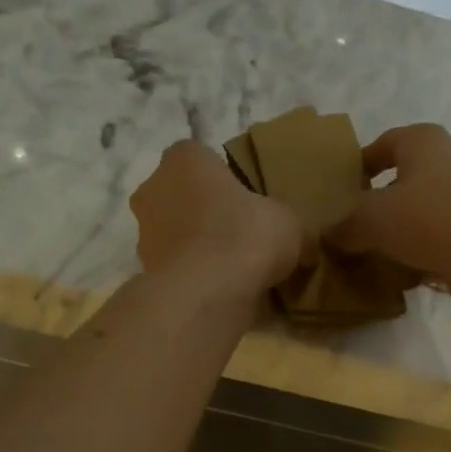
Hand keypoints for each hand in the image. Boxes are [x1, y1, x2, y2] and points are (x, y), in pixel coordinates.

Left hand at [130, 141, 304, 296]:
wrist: (206, 292)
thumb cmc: (246, 236)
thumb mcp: (289, 224)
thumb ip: (291, 227)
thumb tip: (306, 248)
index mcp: (186, 157)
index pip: (204, 159)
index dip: (227, 182)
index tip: (249, 206)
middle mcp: (154, 187)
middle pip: (184, 196)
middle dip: (206, 215)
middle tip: (240, 239)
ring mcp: (143, 232)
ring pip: (176, 234)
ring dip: (196, 248)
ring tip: (230, 273)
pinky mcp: (144, 271)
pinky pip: (175, 269)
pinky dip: (192, 277)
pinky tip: (217, 293)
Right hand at [328, 124, 450, 313]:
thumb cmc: (430, 218)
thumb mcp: (373, 217)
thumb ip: (345, 225)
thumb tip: (327, 235)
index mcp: (422, 144)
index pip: (383, 145)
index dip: (359, 165)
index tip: (337, 191)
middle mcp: (444, 167)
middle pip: (399, 185)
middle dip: (372, 209)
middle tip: (343, 232)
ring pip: (414, 221)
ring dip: (391, 240)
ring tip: (360, 261)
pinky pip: (430, 249)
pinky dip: (411, 263)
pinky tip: (390, 282)